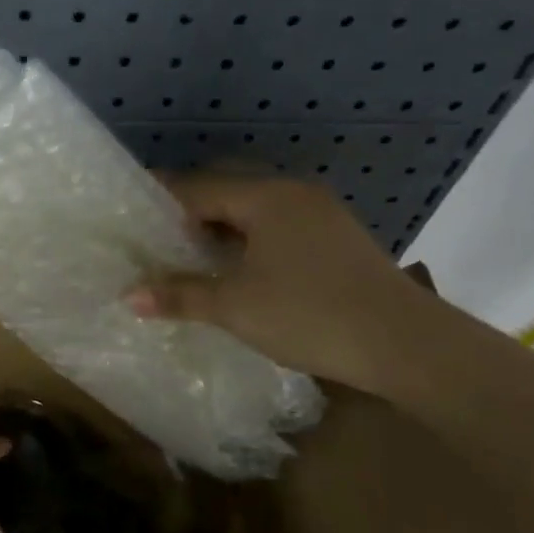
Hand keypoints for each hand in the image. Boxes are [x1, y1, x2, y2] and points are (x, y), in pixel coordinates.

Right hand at [127, 173, 438, 395]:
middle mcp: (295, 194)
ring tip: (188, 261)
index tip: (129, 217)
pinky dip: (250, 244)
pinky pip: (279, 230)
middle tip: (153, 244)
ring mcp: (322, 215)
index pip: (198, 188)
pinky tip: (237, 272)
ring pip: (255, 214)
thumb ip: (180, 295)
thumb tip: (129, 295)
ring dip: (220, 233)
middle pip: (227, 195)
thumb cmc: (309, 315)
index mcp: (267, 197)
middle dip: (188, 217)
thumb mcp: (235, 306)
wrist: (405, 343)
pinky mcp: (338, 240)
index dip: (160, 201)